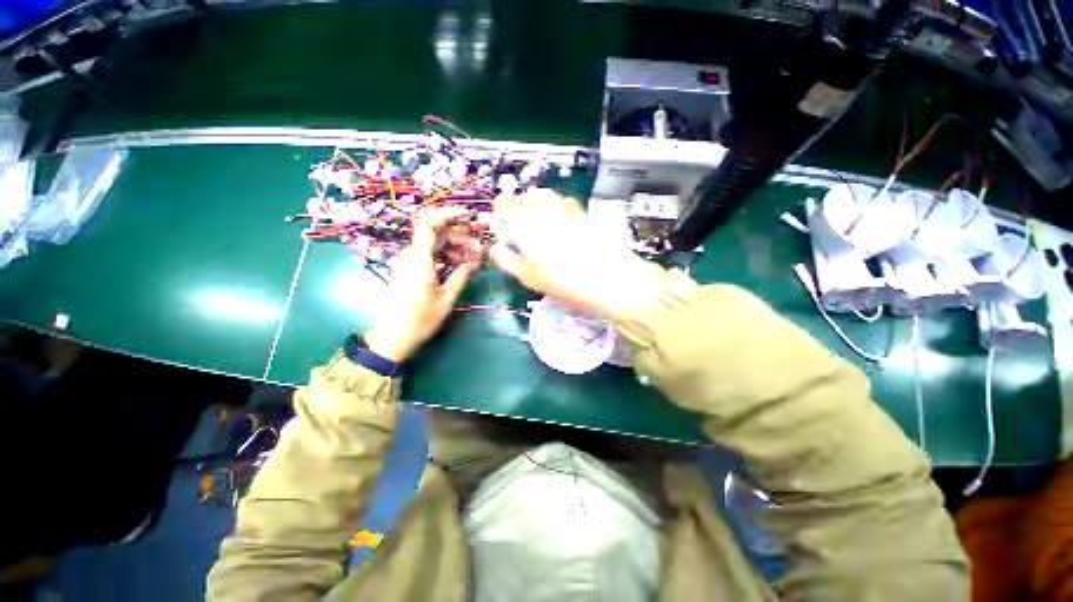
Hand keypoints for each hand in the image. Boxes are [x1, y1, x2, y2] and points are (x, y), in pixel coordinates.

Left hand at [364, 207, 480, 361]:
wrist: (392, 337)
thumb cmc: (419, 320)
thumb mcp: (446, 299)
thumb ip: (461, 275)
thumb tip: (475, 260)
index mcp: (419, 260)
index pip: (429, 224)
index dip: (449, 214)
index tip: (469, 217)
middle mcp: (412, 256)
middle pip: (437, 233)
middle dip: (460, 236)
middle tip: (479, 249)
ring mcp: (410, 262)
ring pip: (435, 244)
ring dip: (456, 247)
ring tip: (474, 260)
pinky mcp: (411, 269)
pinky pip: (431, 254)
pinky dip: (447, 256)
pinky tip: (461, 265)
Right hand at [489, 189, 664, 320]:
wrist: (616, 282)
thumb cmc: (568, 283)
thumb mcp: (532, 278)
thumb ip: (509, 261)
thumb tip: (494, 250)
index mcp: (530, 220)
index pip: (505, 204)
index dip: (499, 213)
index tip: (500, 227)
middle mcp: (549, 207)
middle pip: (526, 198)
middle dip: (518, 210)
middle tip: (517, 230)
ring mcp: (570, 209)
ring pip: (546, 199)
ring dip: (537, 209)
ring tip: (537, 230)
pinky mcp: (586, 216)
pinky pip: (564, 206)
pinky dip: (555, 213)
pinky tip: (560, 231)